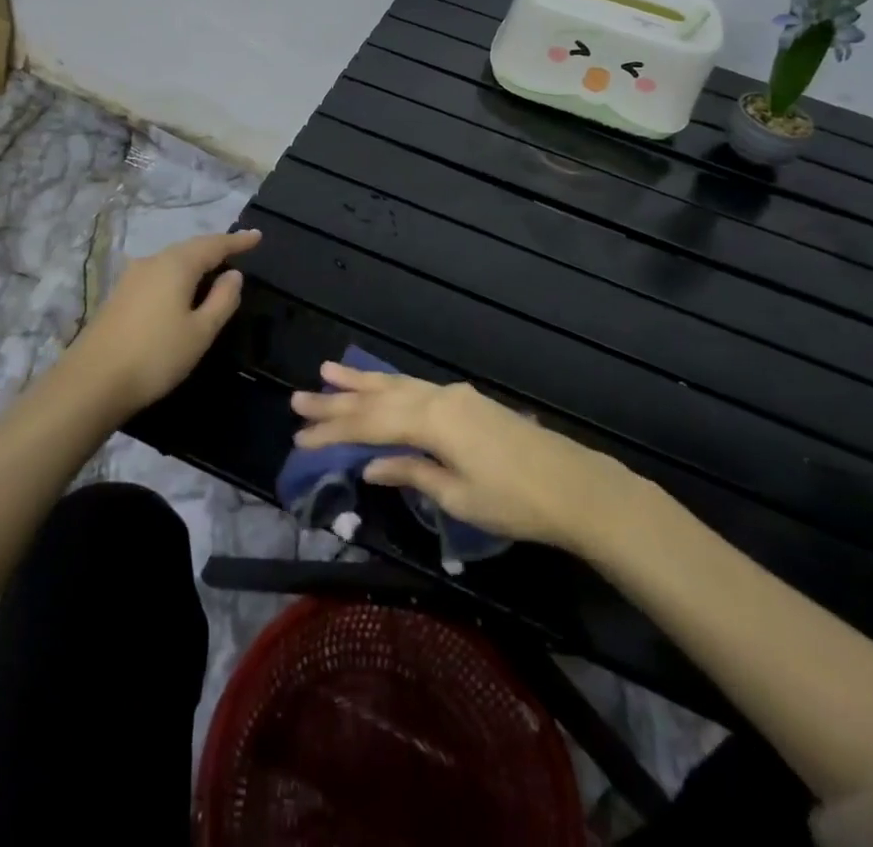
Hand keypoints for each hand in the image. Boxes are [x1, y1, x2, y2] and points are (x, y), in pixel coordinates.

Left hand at [68, 229, 260, 412]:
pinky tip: (182, 290)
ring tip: (214, 270)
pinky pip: (158, 273)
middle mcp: (152, 262)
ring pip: (171, 260)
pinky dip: (177, 275)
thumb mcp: (201, 332)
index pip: (214, 245)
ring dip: (195, 262)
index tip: (257, 236)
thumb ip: (222, 300)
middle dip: (215, 248)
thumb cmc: (156, 355)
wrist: (92, 382)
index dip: (237, 241)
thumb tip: (234, 275)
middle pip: (190, 248)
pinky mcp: (119, 295)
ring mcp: (131, 277)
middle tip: (238, 251)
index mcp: (176, 265)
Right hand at [290, 362, 623, 549]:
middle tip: (298, 399)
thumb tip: (370, 465)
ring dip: (362, 382)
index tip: (299, 436)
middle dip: (337, 400)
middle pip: (378, 398)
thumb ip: (411, 473)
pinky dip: (391, 386)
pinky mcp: (468, 402)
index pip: (370, 424)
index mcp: (432, 421)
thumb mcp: (458, 496)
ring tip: (328, 371)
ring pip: (398, 385)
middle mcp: (439, 398)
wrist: (574, 487)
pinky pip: (417, 388)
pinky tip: (380, 385)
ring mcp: (455, 395)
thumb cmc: (514, 501)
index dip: (333, 430)